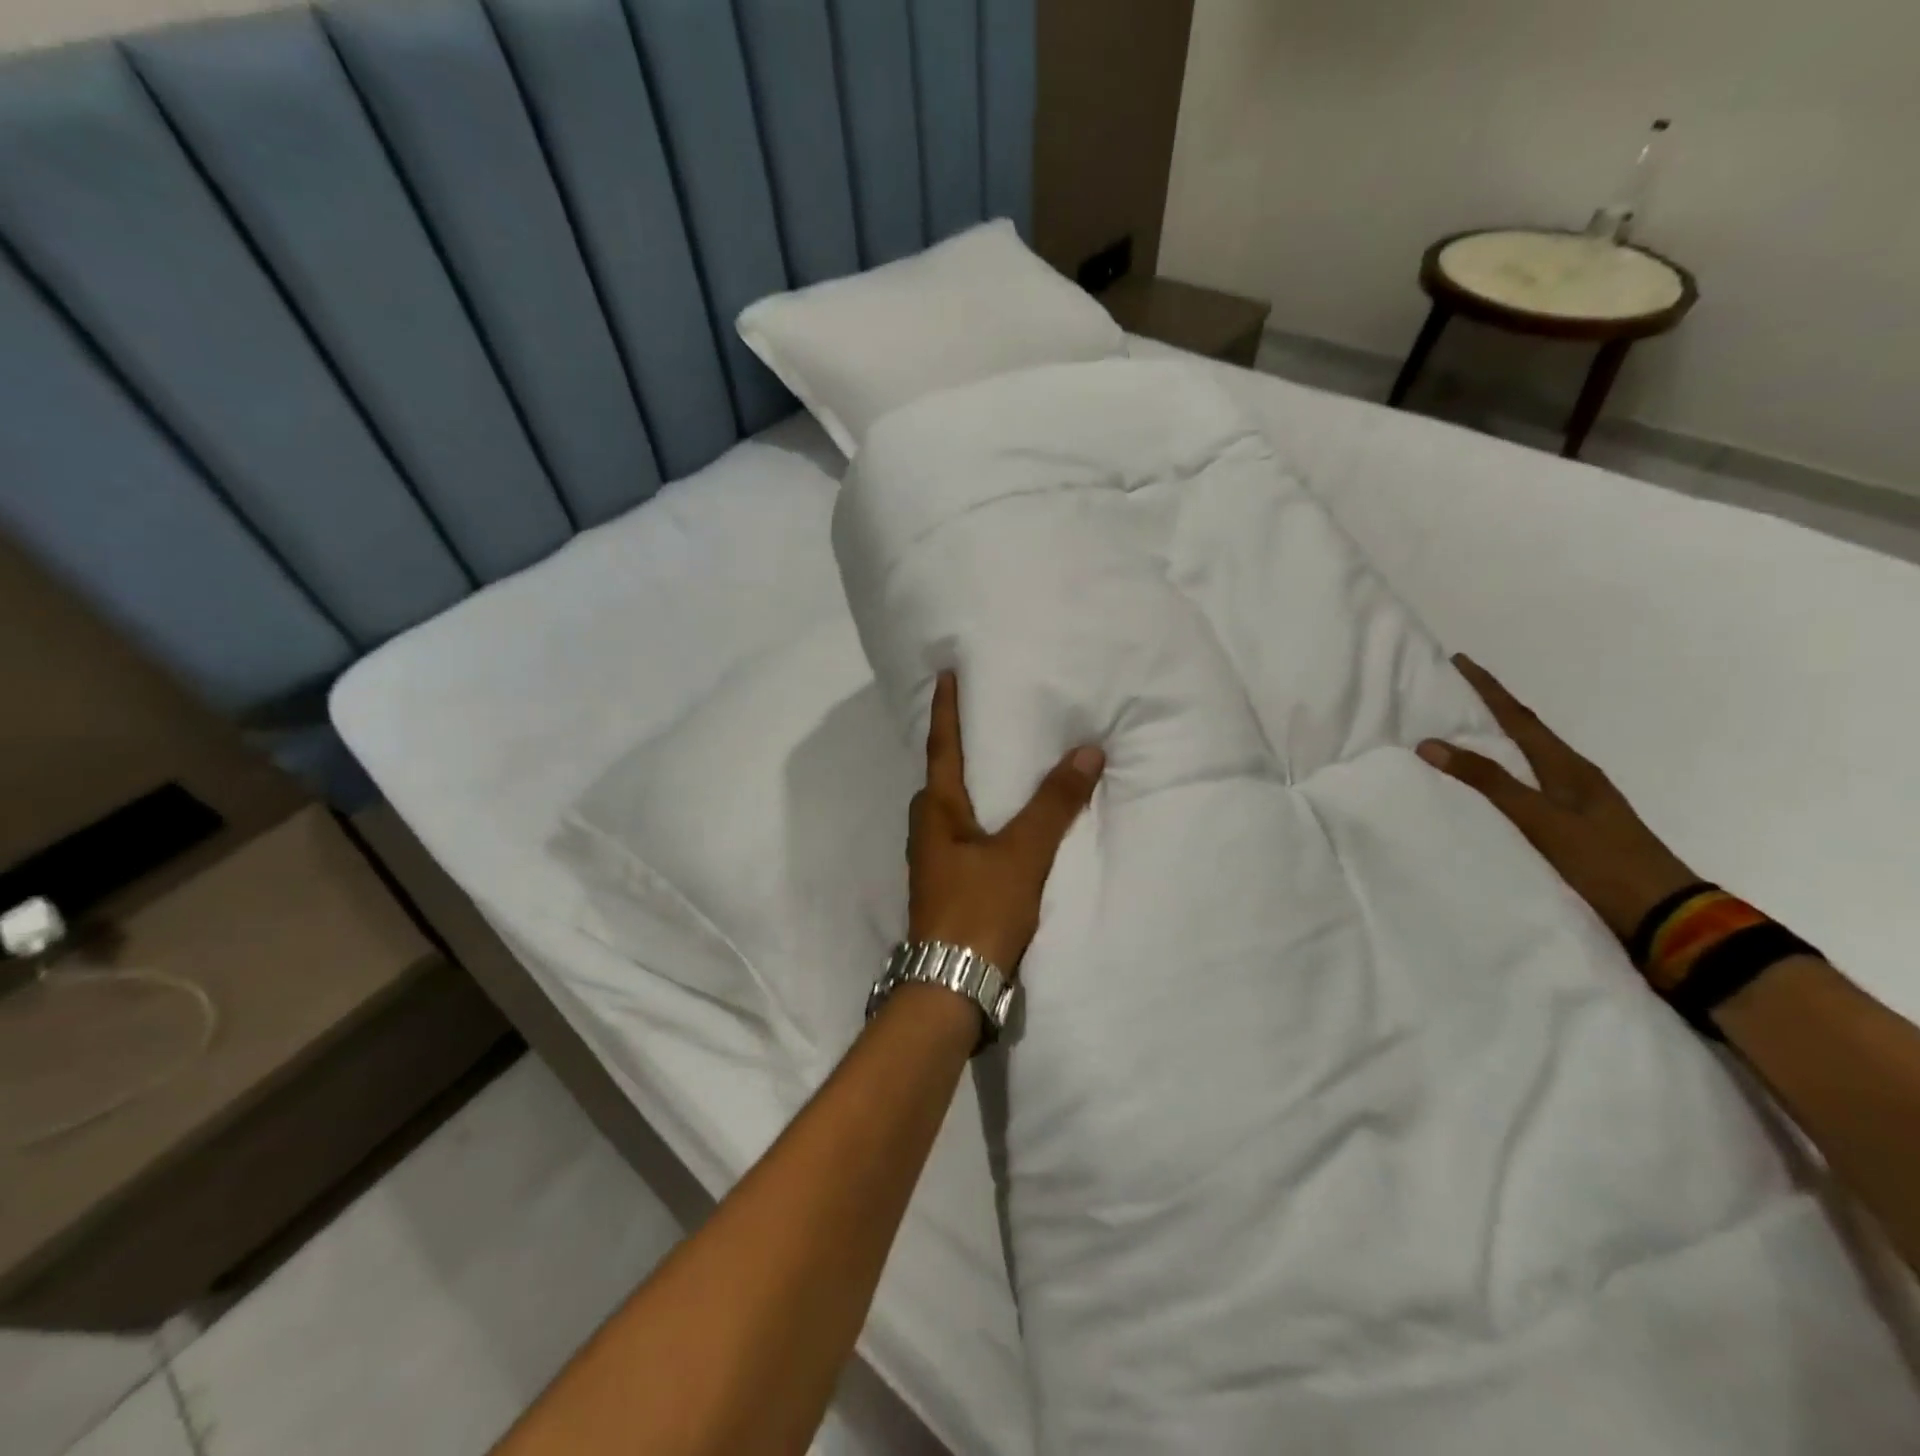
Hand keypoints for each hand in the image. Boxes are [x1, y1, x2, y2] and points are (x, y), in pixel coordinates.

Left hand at [907, 672, 1104, 974]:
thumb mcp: (1022, 853)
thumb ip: (1054, 803)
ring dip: (972, 783)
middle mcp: (928, 829)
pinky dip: (983, 815)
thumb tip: (1086, 750)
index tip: (944, 674)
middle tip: (982, 718)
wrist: (951, 985)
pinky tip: (1006, 821)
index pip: (942, 747)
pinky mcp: (948, 885)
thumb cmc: (980, 909)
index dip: (945, 709)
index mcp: (937, 811)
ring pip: (954, 808)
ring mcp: (935, 860)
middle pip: (942, 777)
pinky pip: (965, 834)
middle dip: (957, 746)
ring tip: (1000, 763)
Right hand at [1416, 654, 1697, 941]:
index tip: (1460, 661)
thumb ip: (1488, 782)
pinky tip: (1491, 786)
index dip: (1489, 688)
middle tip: (1454, 692)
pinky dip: (1505, 774)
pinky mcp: (1576, 827)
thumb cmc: (1601, 862)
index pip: (1519, 717)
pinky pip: (1530, 785)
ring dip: (1498, 741)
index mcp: (1568, 767)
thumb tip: (1430, 743)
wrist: (1668, 918)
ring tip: (1463, 733)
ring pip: (1529, 758)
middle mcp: (1574, 776)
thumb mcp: (1540, 819)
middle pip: (1526, 732)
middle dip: (1492, 708)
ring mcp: (1579, 802)